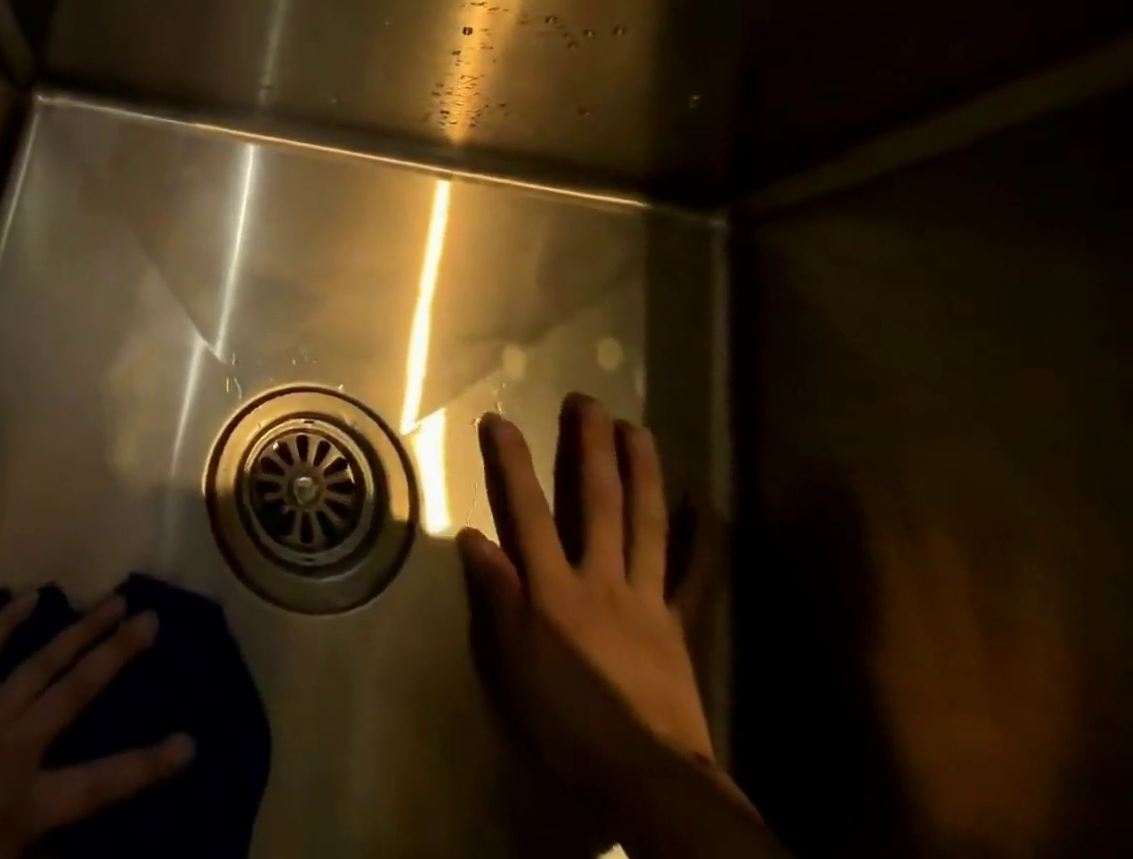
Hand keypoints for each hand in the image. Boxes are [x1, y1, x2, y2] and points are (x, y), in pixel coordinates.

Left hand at [0, 591, 194, 858]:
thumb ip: (33, 851)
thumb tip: (69, 839)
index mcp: (29, 805)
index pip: (101, 785)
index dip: (147, 765)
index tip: (188, 740)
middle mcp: (17, 748)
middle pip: (77, 693)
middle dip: (117, 656)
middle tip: (150, 618)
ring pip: (42, 662)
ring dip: (79, 630)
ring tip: (111, 600)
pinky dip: (5, 622)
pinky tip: (30, 596)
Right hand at [457, 395, 728, 809]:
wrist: (648, 778)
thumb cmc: (567, 717)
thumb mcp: (514, 660)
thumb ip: (497, 594)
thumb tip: (474, 535)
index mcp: (556, 587)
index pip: (528, 511)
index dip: (513, 463)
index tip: (500, 419)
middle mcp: (601, 578)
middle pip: (597, 503)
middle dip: (590, 449)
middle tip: (587, 402)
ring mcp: (646, 597)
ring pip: (646, 524)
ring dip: (641, 473)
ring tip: (637, 429)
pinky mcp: (677, 623)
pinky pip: (694, 577)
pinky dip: (703, 541)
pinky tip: (707, 507)